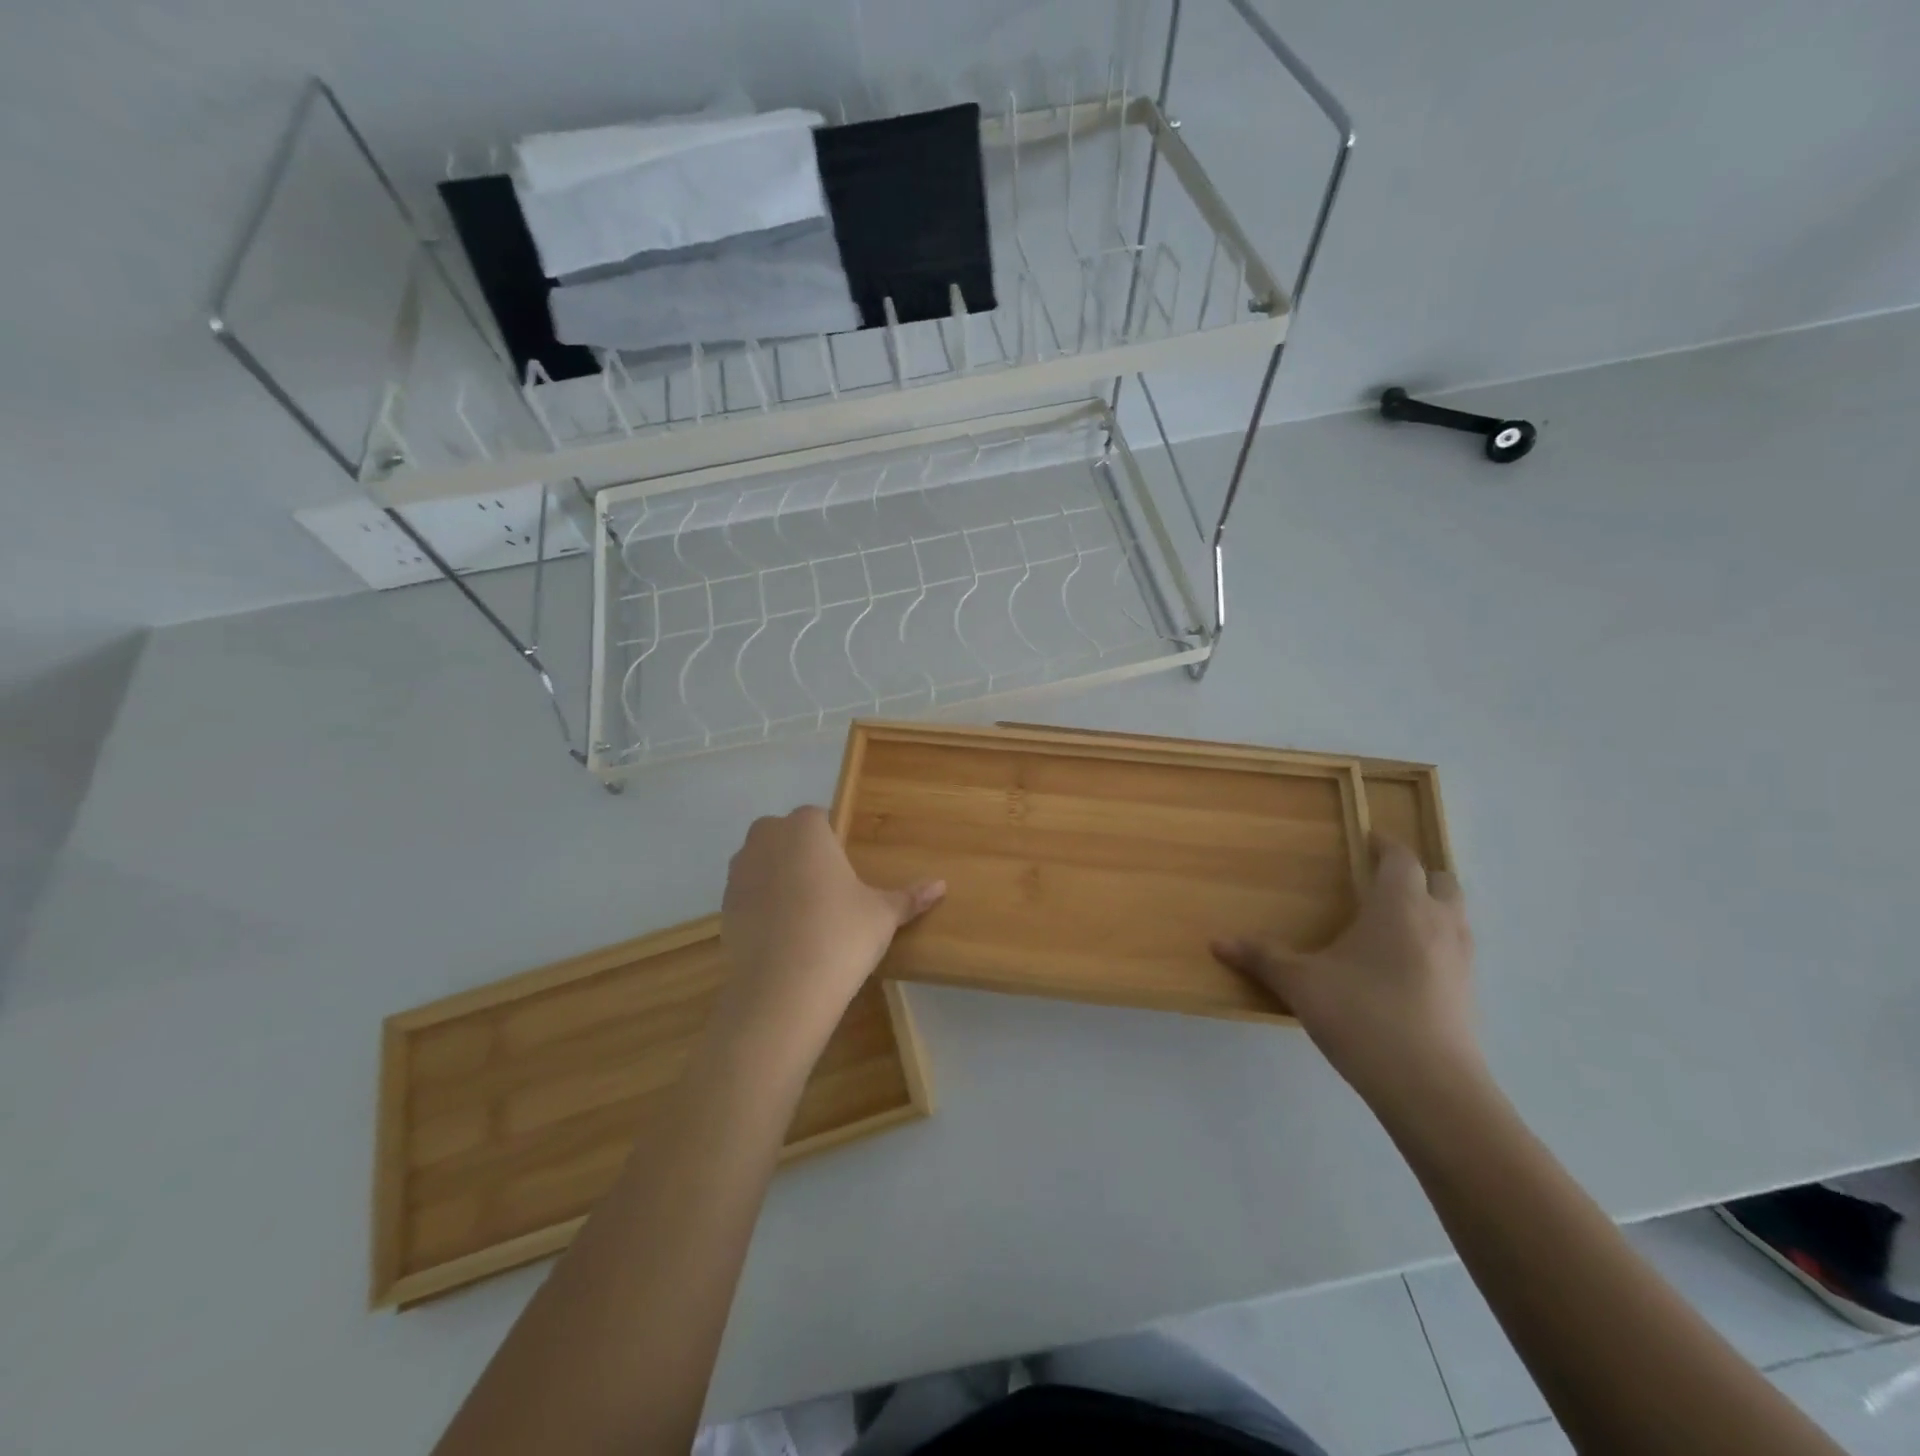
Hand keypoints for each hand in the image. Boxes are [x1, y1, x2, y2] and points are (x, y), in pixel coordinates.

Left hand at [719, 807, 943, 1035]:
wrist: (783, 989)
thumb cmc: (841, 934)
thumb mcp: (882, 915)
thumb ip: (909, 896)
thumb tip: (942, 885)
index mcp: (806, 828)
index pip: (818, 817)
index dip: (832, 839)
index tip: (847, 868)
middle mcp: (767, 839)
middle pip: (785, 834)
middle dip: (802, 852)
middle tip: (828, 888)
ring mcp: (739, 871)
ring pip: (762, 861)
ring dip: (778, 876)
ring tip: (805, 912)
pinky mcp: (724, 905)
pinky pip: (748, 892)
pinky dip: (762, 904)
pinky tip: (783, 933)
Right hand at [1212, 835, 1479, 1104]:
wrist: (1431, 1088)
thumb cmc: (1362, 1016)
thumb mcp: (1300, 984)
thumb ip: (1262, 958)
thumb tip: (1217, 942)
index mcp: (1399, 906)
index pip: (1401, 858)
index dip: (1386, 845)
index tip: (1368, 840)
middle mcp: (1438, 923)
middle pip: (1442, 880)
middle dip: (1416, 874)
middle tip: (1381, 881)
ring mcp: (1461, 960)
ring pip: (1455, 916)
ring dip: (1430, 908)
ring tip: (1392, 922)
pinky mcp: (1469, 995)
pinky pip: (1455, 951)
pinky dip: (1435, 944)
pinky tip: (1404, 969)